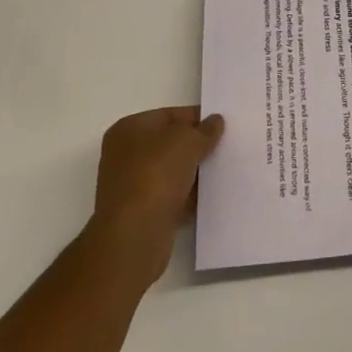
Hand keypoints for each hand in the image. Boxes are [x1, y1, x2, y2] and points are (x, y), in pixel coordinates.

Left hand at [85, 107, 223, 287]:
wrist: (134, 236)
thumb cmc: (156, 176)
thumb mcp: (187, 141)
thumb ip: (204, 130)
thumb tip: (215, 122)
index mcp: (129, 129)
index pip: (169, 115)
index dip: (197, 118)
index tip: (222, 125)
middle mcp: (125, 155)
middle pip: (170, 143)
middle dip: (196, 146)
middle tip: (225, 146)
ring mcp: (131, 185)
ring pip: (172, 171)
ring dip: (194, 172)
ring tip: (223, 170)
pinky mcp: (141, 213)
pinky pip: (171, 196)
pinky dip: (188, 196)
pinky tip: (210, 196)